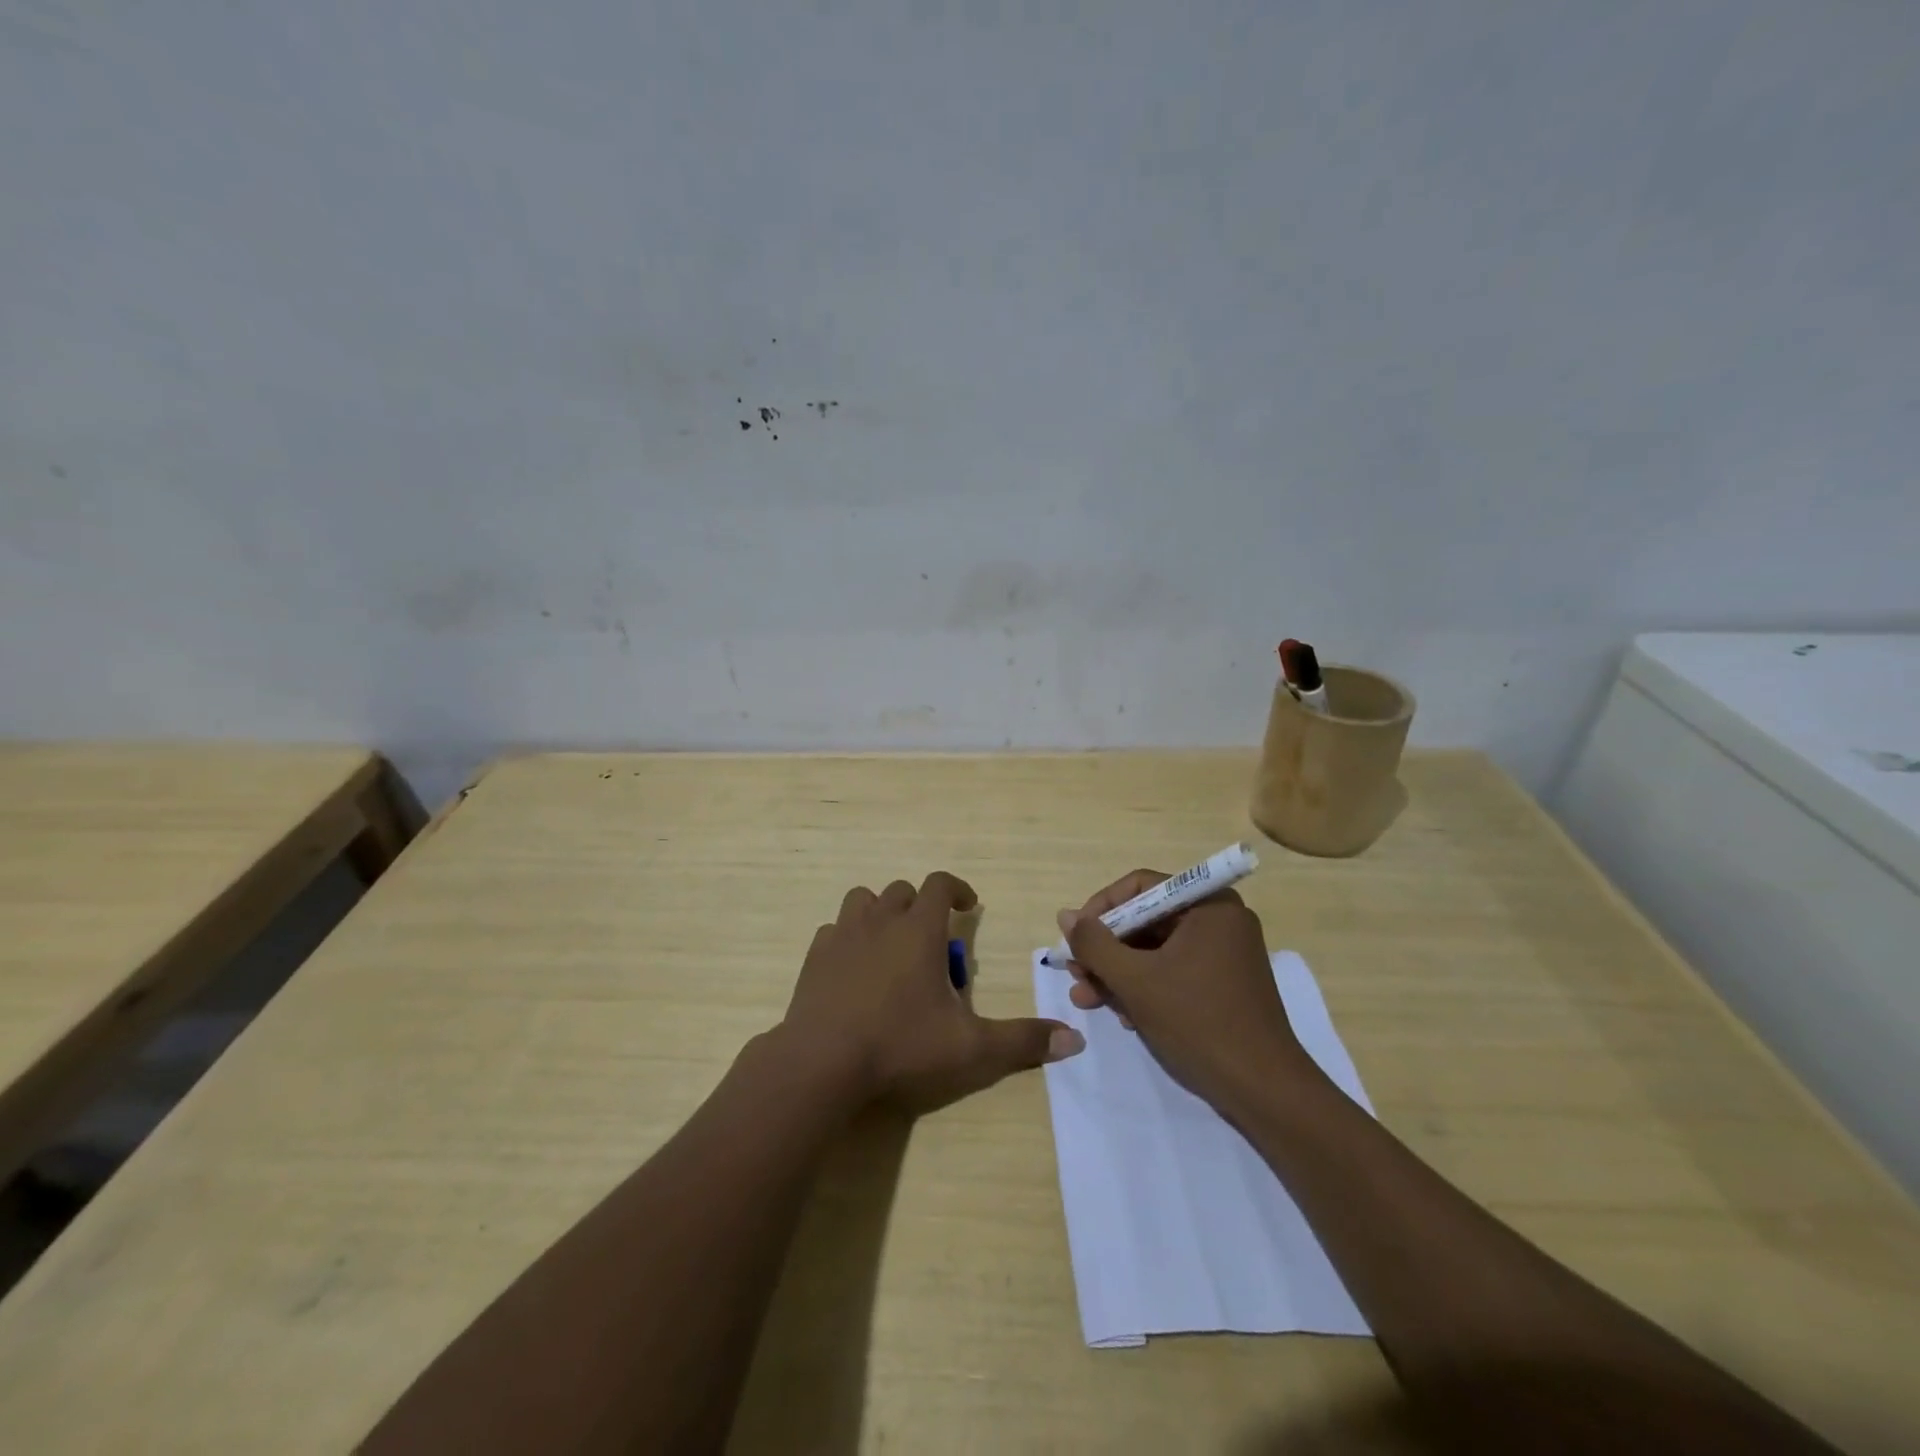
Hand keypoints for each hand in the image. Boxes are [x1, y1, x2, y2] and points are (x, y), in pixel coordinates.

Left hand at [783, 871, 1084, 1113]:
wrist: (822, 1062)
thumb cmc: (900, 1045)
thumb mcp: (970, 1048)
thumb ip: (1022, 1041)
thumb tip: (1074, 1041)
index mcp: (918, 929)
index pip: (939, 884)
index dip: (957, 888)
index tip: (968, 906)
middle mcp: (880, 920)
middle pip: (903, 890)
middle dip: (921, 906)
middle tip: (932, 943)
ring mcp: (843, 935)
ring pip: (863, 900)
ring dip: (881, 913)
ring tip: (892, 946)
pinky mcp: (815, 956)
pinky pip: (834, 930)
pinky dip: (849, 938)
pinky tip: (855, 969)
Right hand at [1056, 869, 1314, 1112]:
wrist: (1264, 1091)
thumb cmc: (1199, 1022)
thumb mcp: (1136, 980)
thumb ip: (1095, 944)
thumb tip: (1066, 916)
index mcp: (1208, 905)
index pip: (1140, 887)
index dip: (1101, 909)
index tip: (1075, 938)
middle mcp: (1219, 920)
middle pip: (1146, 920)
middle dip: (1106, 950)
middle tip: (1076, 975)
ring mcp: (1224, 954)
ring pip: (1155, 950)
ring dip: (1118, 973)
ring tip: (1086, 1000)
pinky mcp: (1224, 984)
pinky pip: (1173, 971)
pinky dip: (1145, 987)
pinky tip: (1122, 1015)